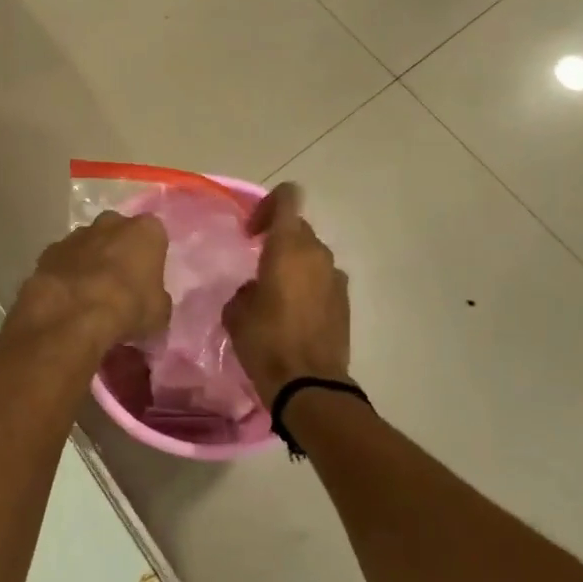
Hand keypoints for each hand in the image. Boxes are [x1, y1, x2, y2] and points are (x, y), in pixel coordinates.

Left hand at [9, 212, 171, 353]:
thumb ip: (156, 298)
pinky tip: (68, 296)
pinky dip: (67, 272)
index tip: (147, 277)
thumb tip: (151, 302)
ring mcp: (77, 234)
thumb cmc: (128, 307)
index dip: (151, 256)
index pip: (154, 235)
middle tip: (120, 281)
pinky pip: (64, 259)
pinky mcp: (49, 250)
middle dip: (119, 249)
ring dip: (91, 260)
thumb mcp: (159, 313)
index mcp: (145, 231)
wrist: (73, 314)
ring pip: (89, 243)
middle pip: (118, 231)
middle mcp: (111, 223)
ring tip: (90, 292)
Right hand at [223, 183, 350, 404]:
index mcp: (288, 247)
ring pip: (312, 255)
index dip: (268, 205)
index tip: (252, 233)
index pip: (288, 197)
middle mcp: (316, 253)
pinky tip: (294, 314)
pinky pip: (323, 279)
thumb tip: (255, 290)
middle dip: (278, 239)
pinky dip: (309, 286)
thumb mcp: (236, 313)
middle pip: (298, 228)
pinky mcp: (346, 301)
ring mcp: (336, 277)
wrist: (309, 384)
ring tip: (276, 294)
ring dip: (294, 264)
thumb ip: (245, 289)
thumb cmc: (266, 342)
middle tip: (258, 266)